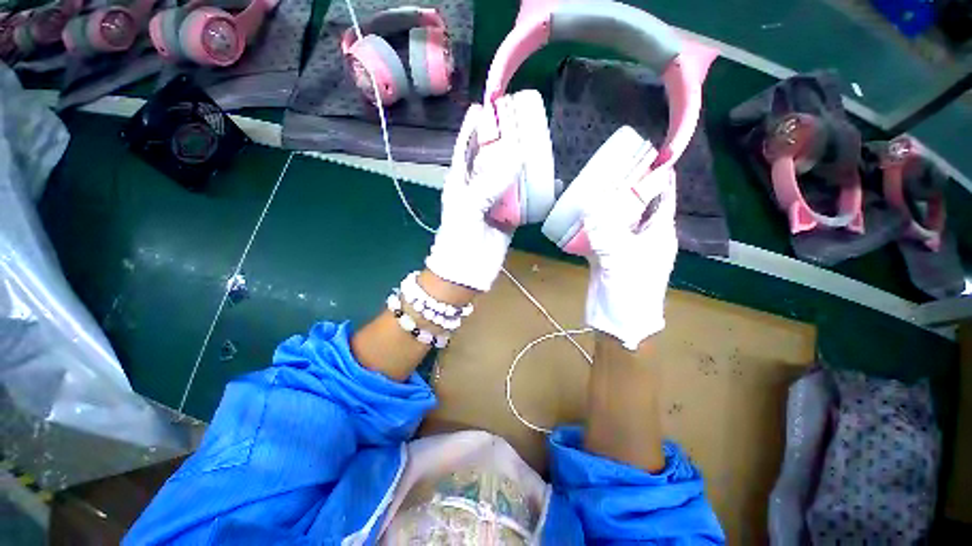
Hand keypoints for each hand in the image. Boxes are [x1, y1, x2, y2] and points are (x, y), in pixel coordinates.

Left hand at [425, 101, 522, 291]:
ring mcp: (494, 203)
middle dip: (504, 141)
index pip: (466, 147)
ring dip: (522, 164)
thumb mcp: (468, 208)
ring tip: (538, 145)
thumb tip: (516, 155)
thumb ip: (489, 184)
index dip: (474, 127)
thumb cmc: (459, 239)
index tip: (486, 106)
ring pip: (509, 177)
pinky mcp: (508, 217)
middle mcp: (477, 188)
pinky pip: (522, 199)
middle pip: (491, 159)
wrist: (466, 272)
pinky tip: (549, 181)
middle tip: (521, 122)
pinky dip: (535, 190)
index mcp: (461, 181)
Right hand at [583, 165, 677, 349]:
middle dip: (627, 187)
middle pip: (637, 205)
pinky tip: (580, 216)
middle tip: (609, 168)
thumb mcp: (621, 258)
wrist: (618, 322)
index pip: (663, 197)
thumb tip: (589, 205)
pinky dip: (593, 224)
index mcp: (658, 233)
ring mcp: (625, 246)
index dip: (658, 176)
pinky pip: (602, 233)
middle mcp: (644, 236)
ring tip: (593, 187)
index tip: (646, 156)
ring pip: (618, 219)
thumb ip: (606, 231)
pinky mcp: (608, 256)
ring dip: (607, 206)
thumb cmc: (631, 290)